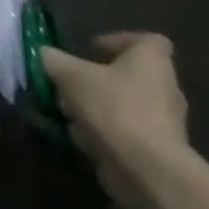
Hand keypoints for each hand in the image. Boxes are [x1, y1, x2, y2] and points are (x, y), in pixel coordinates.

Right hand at [40, 33, 191, 208]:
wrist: (146, 168)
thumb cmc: (113, 108)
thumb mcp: (70, 76)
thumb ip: (54, 61)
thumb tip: (44, 54)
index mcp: (151, 61)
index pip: (146, 40)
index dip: (118, 41)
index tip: (91, 50)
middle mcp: (164, 86)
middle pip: (129, 74)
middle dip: (97, 78)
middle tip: (70, 82)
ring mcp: (163, 120)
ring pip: (123, 103)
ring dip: (95, 105)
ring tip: (66, 112)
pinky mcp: (156, 148)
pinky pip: (124, 130)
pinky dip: (102, 131)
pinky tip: (77, 136)